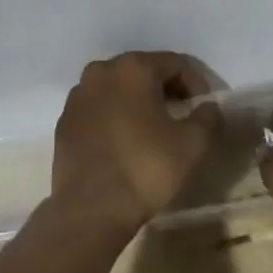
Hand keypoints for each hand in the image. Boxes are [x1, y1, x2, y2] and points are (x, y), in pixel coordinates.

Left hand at [51, 52, 222, 229]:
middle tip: (183, 116)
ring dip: (139, 102)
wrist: (91, 209)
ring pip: (118, 89)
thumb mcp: (193, 144)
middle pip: (144, 71)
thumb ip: (208, 117)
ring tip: (153, 130)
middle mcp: (101, 72)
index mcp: (133, 68)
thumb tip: (207, 107)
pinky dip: (115, 117)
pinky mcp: (64, 121)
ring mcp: (78, 96)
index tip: (204, 110)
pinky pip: (98, 109)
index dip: (197, 84)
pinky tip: (125, 143)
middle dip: (166, 89)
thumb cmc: (146, 169)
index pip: (176, 63)